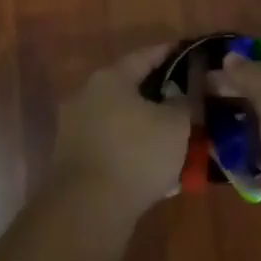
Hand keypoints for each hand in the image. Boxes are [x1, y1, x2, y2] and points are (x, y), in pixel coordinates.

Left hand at [50, 45, 191, 214]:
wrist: (88, 208)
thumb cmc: (136, 154)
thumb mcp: (176, 125)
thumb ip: (184, 102)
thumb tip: (181, 94)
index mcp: (110, 78)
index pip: (144, 55)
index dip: (168, 53)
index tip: (187, 52)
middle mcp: (86, 95)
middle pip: (129, 87)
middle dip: (157, 93)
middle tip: (184, 98)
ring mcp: (75, 127)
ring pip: (120, 118)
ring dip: (145, 124)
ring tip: (172, 136)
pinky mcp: (72, 157)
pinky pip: (111, 144)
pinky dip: (131, 148)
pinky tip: (152, 164)